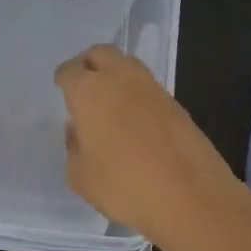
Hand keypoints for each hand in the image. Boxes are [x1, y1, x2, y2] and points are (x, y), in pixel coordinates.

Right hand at [54, 44, 250, 250]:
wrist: (190, 196)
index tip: (61, 88)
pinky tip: (133, 118)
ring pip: (127, 64)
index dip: (63, 78)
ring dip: (114, 74)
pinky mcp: (176, 103)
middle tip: (82, 84)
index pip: (70, 70)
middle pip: (100, 53)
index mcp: (90, 91)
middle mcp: (120, 79)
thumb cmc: (124, 186)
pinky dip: (135, 93)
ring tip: (108, 101)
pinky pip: (147, 86)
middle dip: (88, 63)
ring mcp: (152, 88)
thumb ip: (74, 146)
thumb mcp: (80, 176)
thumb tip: (79, 129)